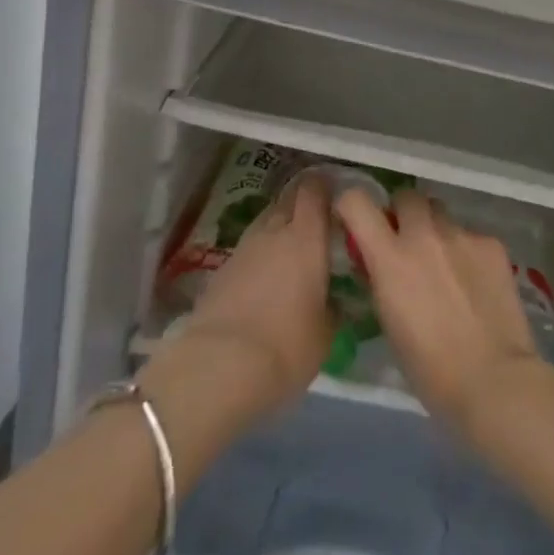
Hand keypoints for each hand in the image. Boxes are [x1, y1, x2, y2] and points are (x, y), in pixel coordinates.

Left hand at [142, 173, 333, 440]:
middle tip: (317, 219)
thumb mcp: (325, 333)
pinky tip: (265, 278)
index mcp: (306, 237)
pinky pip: (247, 251)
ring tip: (291, 250)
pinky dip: (259, 256)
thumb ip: (332, 306)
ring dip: (278, 229)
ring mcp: (242, 250)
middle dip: (302, 202)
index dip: (324, 186)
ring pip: (265, 223)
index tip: (336, 193)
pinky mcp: (219, 271)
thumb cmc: (286, 346)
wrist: (217, 369)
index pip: (314, 191)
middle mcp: (273, 232)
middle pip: (287, 200)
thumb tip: (333, 298)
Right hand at [335, 188, 545, 431]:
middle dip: (403, 213)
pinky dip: (467, 251)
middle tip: (408, 241)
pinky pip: (471, 235)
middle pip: (407, 196)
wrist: (493, 379)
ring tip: (445, 263)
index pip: (357, 202)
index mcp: (390, 257)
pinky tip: (476, 283)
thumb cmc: (430, 369)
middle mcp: (424, 234)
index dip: (352, 205)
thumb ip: (381, 280)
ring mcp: (462, 235)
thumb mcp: (388, 322)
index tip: (356, 220)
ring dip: (436, 229)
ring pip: (441, 213)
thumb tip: (378, 263)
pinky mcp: (492, 243)